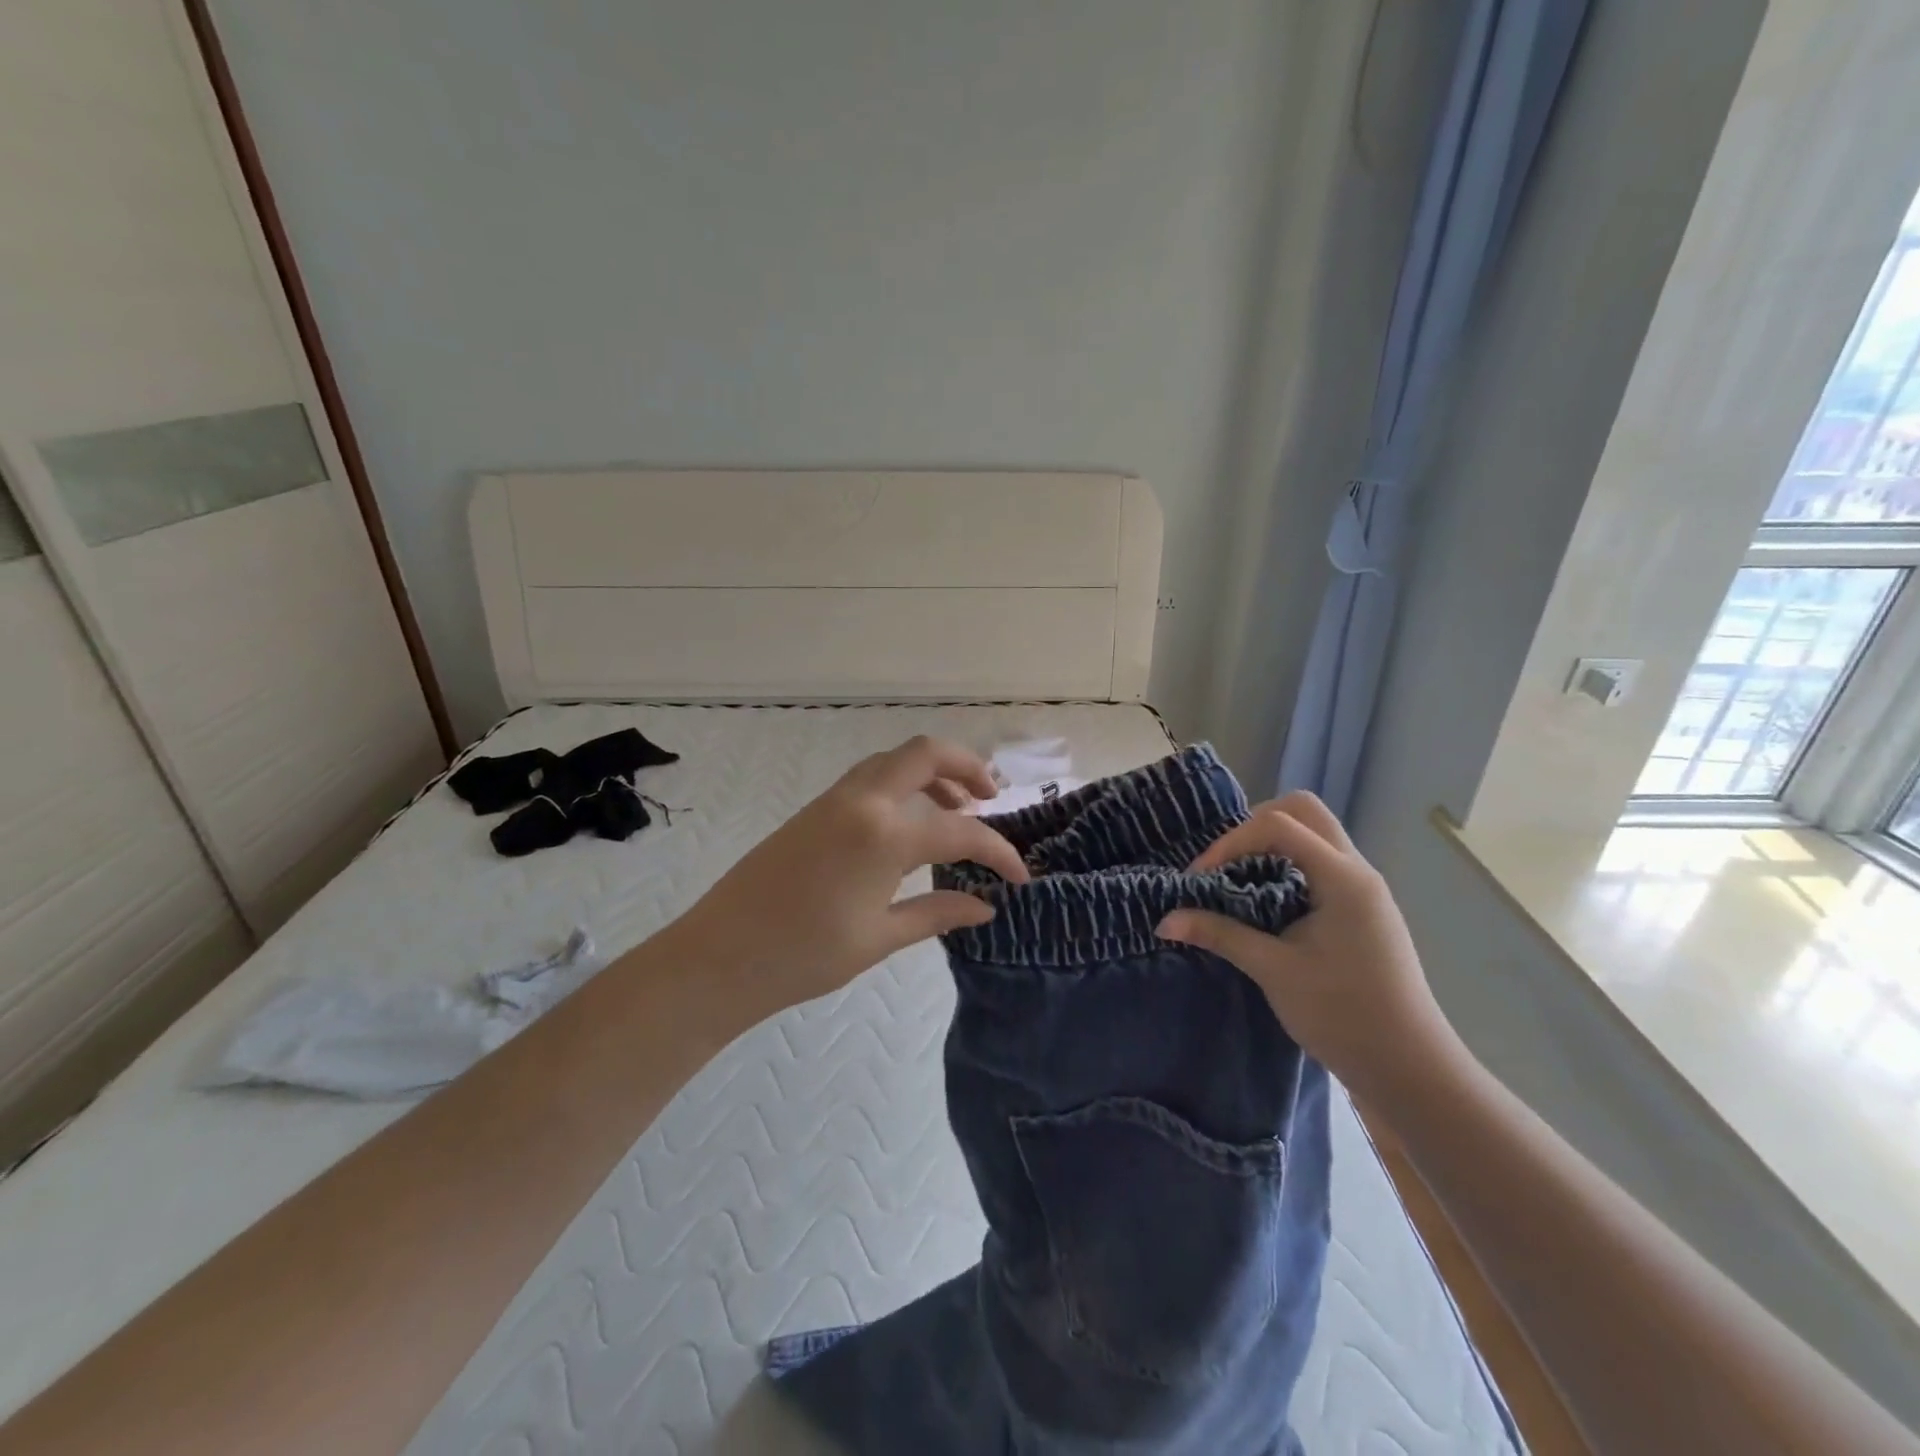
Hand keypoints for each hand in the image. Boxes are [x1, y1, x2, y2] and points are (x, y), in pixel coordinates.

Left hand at [668, 736, 1028, 1018]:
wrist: (719, 955)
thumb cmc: (804, 956)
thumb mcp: (880, 937)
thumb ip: (937, 911)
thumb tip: (986, 906)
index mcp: (884, 834)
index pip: (961, 832)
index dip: (998, 852)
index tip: (1019, 876)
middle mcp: (863, 801)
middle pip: (926, 753)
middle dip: (967, 766)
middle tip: (990, 798)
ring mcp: (834, 799)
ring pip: (894, 760)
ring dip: (932, 772)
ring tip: (955, 807)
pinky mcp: (815, 809)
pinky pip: (869, 778)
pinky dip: (901, 784)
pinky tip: (908, 822)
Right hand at [1157, 791, 1460, 1106]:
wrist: (1409, 1070)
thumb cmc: (1343, 1016)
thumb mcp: (1273, 970)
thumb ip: (1220, 934)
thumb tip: (1164, 920)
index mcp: (1343, 878)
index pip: (1280, 826)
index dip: (1231, 841)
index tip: (1200, 876)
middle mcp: (1357, 871)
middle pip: (1304, 811)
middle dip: (1255, 824)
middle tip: (1223, 861)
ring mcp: (1364, 890)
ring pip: (1314, 835)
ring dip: (1271, 844)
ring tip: (1237, 878)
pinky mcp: (1362, 909)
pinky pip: (1319, 862)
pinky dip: (1286, 865)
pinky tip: (1264, 901)